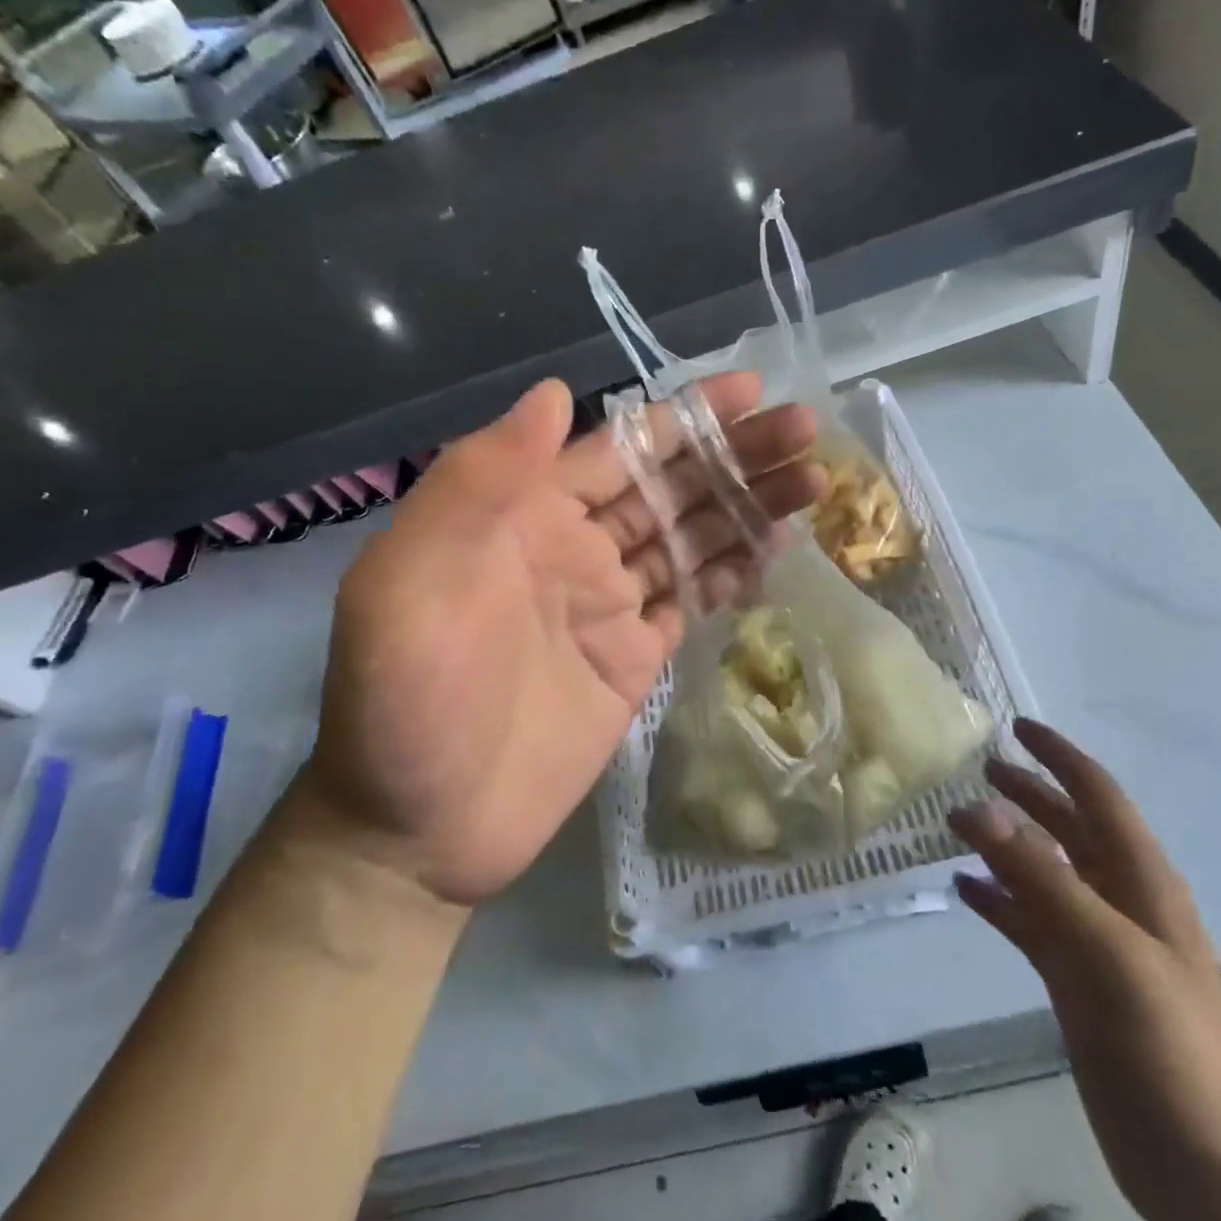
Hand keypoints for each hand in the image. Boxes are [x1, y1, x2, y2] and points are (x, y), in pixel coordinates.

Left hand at [301, 373, 818, 904]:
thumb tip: (555, 391)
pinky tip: (777, 544)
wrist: (419, 830)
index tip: (749, 389)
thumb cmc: (406, 701)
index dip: (684, 417)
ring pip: (692, 538)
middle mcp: (574, 547)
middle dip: (736, 455)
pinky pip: (692, 599)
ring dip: (748, 506)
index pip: (620, 448)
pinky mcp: (634, 658)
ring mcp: (609, 605)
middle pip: (670, 487)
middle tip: (806, 428)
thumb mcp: (412, 580)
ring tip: (814, 479)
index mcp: (525, 514)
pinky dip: (733, 570)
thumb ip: (477, 482)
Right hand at [950, 722, 1220, 1220]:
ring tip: (957, 823)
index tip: (1016, 726)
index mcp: (1142, 883)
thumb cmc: (1171, 1048)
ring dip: (1006, 845)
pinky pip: (1030, 923)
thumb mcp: (1106, 952)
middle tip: (978, 767)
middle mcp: (1120, 902)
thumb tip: (978, 806)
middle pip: (1069, 829)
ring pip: (1045, 874)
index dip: (1060, 757)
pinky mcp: (1077, 983)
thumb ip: (1041, 877)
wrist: (1211, 1173)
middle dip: (1028, 794)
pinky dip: (999, 901)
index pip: (1098, 797)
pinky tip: (965, 890)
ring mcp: (1098, 944)